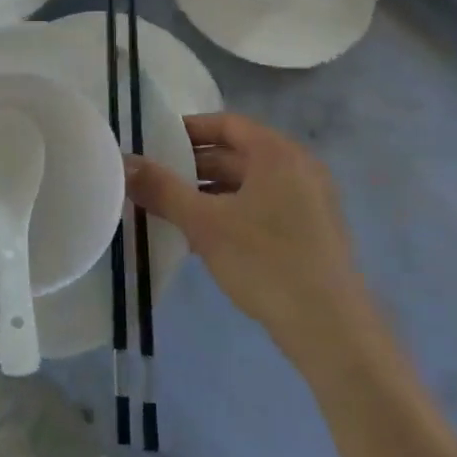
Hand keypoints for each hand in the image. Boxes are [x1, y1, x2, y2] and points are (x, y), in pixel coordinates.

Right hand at [126, 112, 367, 365]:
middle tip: (156, 179)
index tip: (155, 144)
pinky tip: (206, 237)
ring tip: (172, 209)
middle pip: (237, 153)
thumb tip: (123, 162)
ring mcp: (310, 201)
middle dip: (194, 165)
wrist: (333, 333)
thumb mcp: (205, 224)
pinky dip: (233, 211)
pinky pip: (264, 206)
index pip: (226, 124)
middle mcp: (298, 167)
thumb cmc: (267, 263)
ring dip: (211, 192)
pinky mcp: (312, 232)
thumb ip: (162, 189)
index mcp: (277, 153)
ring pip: (249, 183)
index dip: (188, 130)